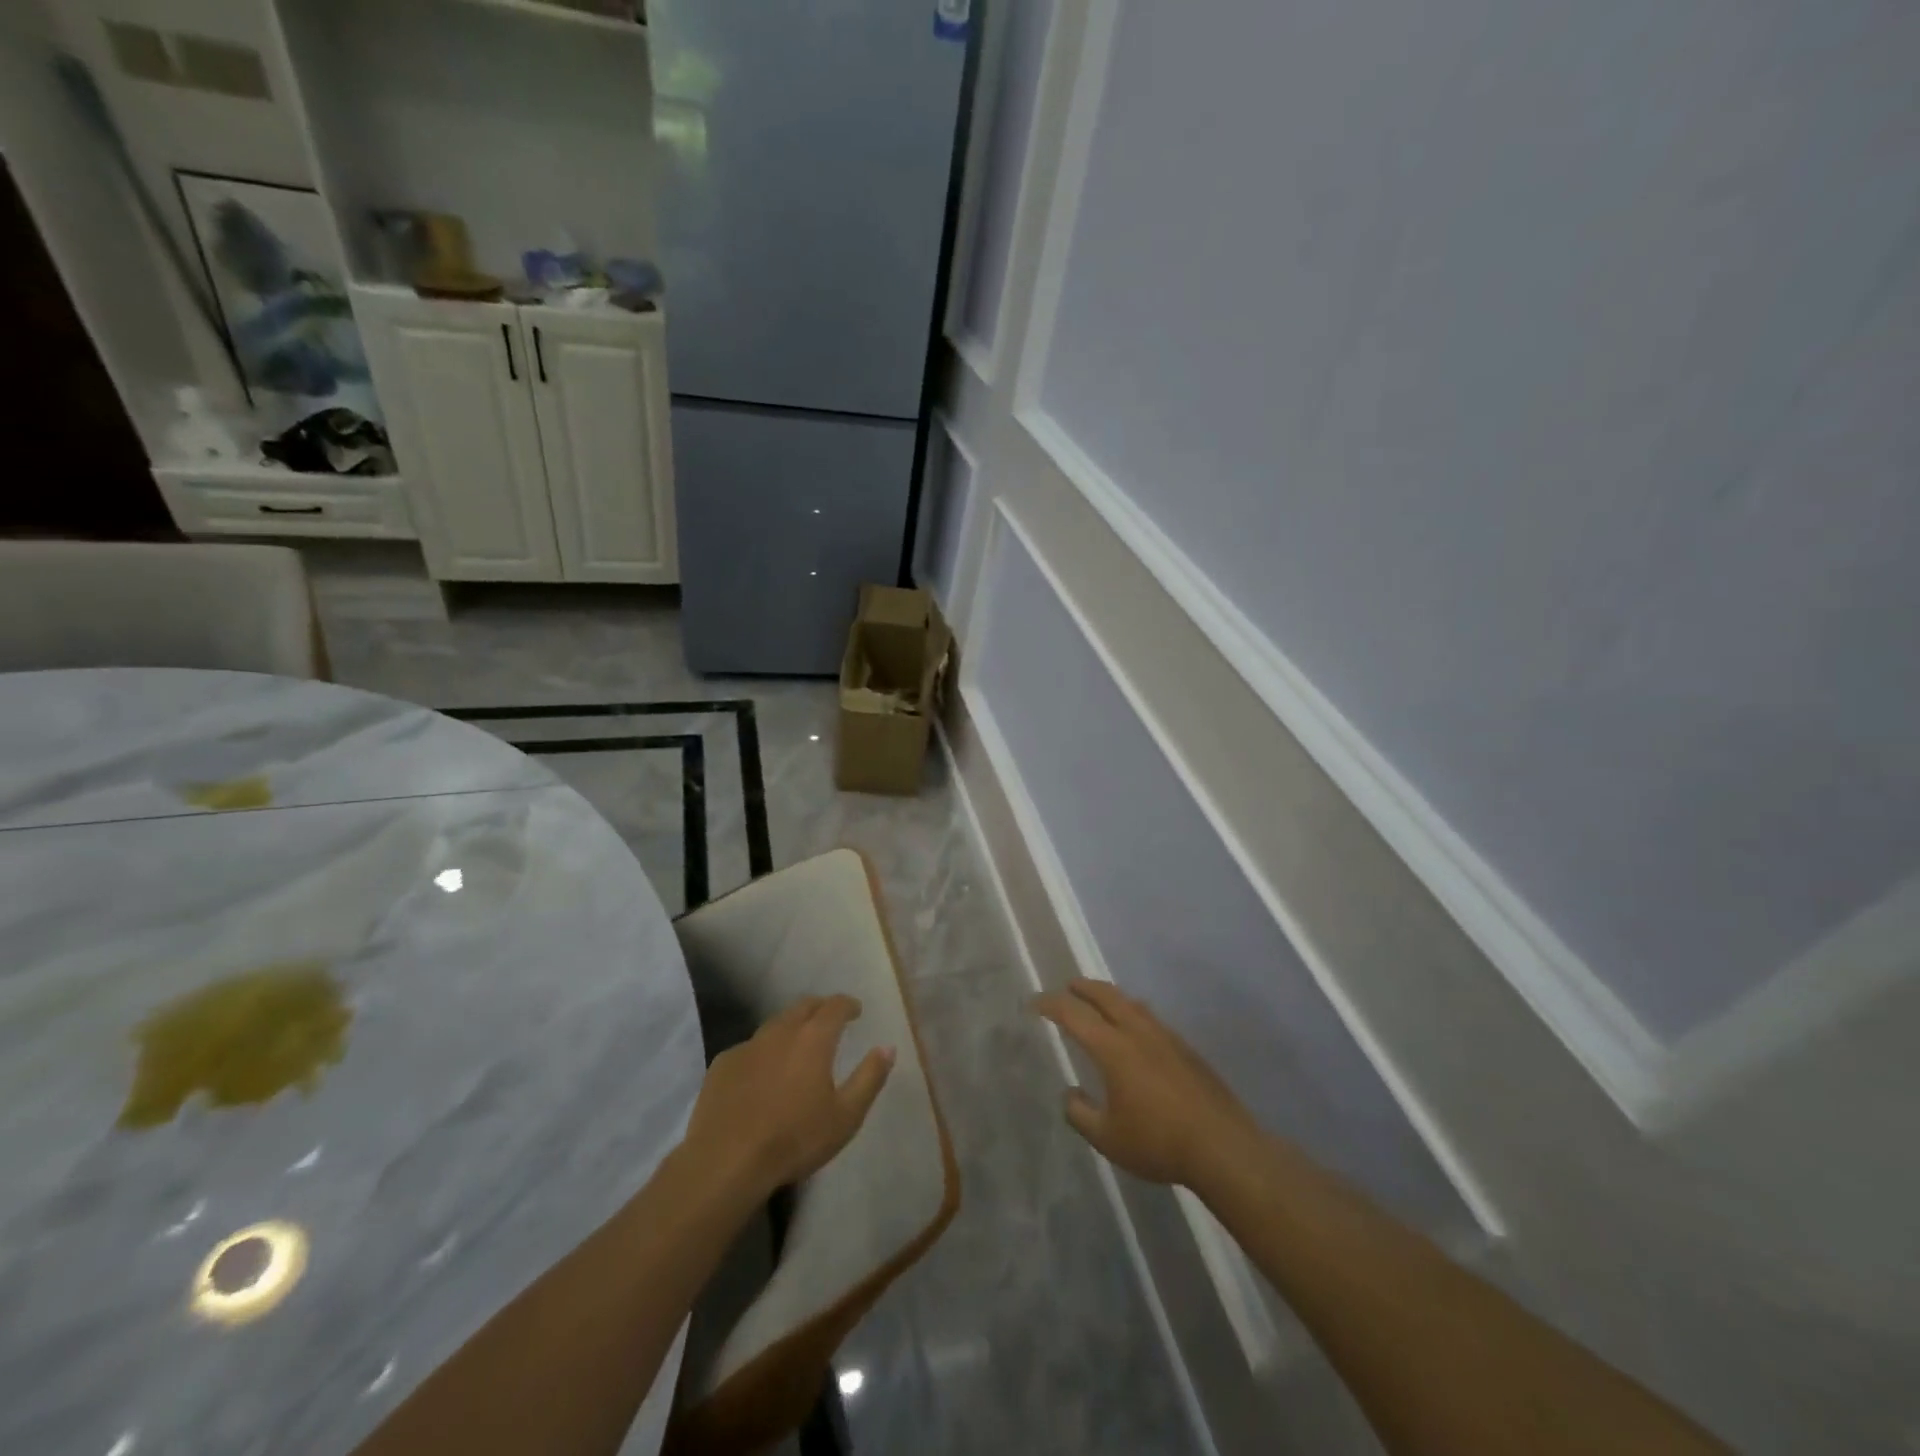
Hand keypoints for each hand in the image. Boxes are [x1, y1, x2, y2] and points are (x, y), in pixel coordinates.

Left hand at [682, 994, 894, 1202]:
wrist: (725, 1162)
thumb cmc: (794, 1139)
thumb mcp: (845, 1116)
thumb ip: (869, 1077)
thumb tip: (888, 1047)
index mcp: (813, 1038)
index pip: (835, 1006)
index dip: (848, 1004)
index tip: (856, 1010)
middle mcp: (781, 1031)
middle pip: (803, 1006)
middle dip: (820, 1008)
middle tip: (830, 1021)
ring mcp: (748, 1045)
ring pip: (775, 1024)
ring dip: (791, 1027)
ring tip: (797, 1045)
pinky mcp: (722, 1064)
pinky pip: (749, 1047)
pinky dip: (763, 1051)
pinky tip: (762, 1073)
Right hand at [1035, 978, 1261, 1188]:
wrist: (1223, 1147)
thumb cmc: (1158, 1142)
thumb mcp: (1108, 1138)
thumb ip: (1081, 1114)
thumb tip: (1070, 1095)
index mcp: (1114, 1048)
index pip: (1074, 1014)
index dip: (1051, 1004)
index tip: (1035, 1003)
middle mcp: (1139, 1032)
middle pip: (1106, 995)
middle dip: (1083, 987)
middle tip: (1067, 987)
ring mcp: (1166, 1037)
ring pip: (1132, 1003)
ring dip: (1110, 997)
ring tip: (1100, 1003)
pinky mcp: (1187, 1049)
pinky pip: (1151, 1019)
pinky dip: (1133, 1013)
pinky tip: (1136, 1032)